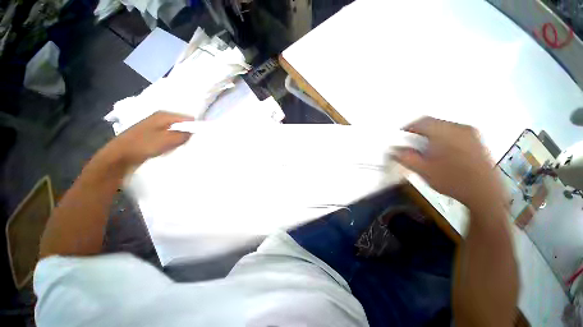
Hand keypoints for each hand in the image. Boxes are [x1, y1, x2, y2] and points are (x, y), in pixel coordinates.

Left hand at [100, 111, 193, 168]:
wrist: (118, 158)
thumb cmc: (142, 146)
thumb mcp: (166, 140)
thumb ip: (183, 135)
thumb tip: (194, 132)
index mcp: (164, 115)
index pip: (189, 118)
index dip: (196, 126)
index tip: (201, 137)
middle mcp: (160, 118)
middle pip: (182, 124)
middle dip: (189, 133)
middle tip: (194, 144)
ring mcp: (155, 127)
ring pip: (176, 131)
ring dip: (181, 139)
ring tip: (185, 147)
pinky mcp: (152, 136)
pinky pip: (169, 137)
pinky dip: (173, 142)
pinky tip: (174, 149)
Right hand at [394, 117, 504, 209]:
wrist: (484, 193)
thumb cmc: (452, 181)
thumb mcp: (423, 170)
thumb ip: (405, 157)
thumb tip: (393, 150)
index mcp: (445, 133)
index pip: (422, 122)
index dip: (408, 127)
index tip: (400, 136)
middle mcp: (459, 129)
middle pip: (433, 123)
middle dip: (419, 132)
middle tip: (411, 144)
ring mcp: (470, 133)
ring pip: (443, 127)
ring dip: (431, 134)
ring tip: (425, 149)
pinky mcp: (476, 140)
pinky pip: (454, 132)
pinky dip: (443, 137)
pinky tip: (441, 151)